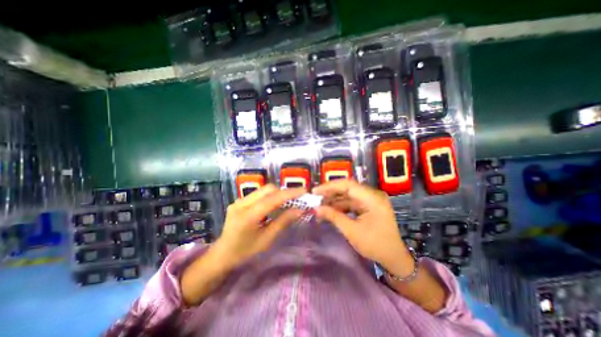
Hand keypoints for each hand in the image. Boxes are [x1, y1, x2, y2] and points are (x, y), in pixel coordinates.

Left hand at [215, 183, 305, 269]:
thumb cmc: (245, 252)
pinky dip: (270, 196)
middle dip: (284, 191)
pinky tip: (275, 204)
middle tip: (297, 198)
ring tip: (288, 200)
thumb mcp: (266, 240)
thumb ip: (283, 222)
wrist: (222, 254)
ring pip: (264, 189)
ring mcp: (239, 200)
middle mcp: (242, 203)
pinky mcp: (239, 200)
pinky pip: (259, 193)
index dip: (290, 193)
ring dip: (278, 193)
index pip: (272, 199)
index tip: (304, 191)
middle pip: (268, 189)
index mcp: (248, 216)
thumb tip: (300, 210)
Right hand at [312, 180, 415, 275]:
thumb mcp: (352, 232)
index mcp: (373, 199)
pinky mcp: (368, 206)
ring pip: (347, 196)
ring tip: (319, 206)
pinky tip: (329, 211)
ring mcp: (370, 200)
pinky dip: (340, 207)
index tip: (315, 191)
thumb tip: (316, 208)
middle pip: (347, 189)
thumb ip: (334, 217)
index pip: (348, 185)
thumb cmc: (375, 245)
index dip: (330, 186)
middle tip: (315, 199)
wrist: (394, 258)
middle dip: (330, 193)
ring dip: (333, 201)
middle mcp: (372, 195)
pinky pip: (351, 202)